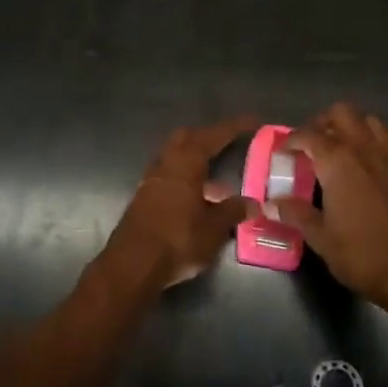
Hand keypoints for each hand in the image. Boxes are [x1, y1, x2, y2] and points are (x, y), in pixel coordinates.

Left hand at [103, 117, 259, 289]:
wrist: (133, 265)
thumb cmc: (178, 238)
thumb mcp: (214, 227)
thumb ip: (233, 211)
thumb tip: (252, 203)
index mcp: (187, 161)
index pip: (215, 135)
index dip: (235, 127)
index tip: (253, 121)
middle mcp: (167, 163)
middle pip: (188, 137)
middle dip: (208, 136)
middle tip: (228, 143)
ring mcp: (151, 180)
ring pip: (175, 157)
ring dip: (195, 160)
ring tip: (217, 177)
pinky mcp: (143, 198)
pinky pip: (168, 176)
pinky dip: (185, 178)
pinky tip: (198, 198)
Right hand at [275, 102, 387, 316]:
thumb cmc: (362, 256)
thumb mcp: (321, 238)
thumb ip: (296, 213)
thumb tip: (271, 201)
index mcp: (337, 162)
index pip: (309, 134)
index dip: (292, 139)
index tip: (284, 151)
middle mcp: (365, 149)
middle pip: (342, 113)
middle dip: (325, 122)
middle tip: (314, 143)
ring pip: (373, 122)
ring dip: (357, 128)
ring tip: (347, 148)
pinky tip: (387, 159)